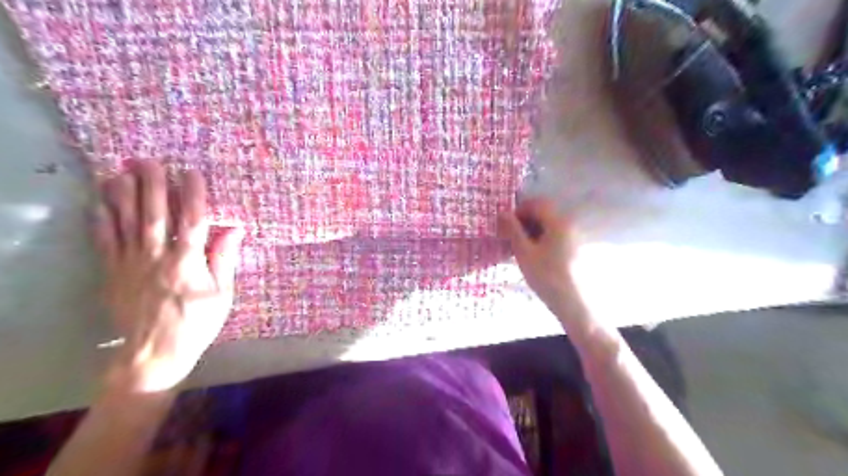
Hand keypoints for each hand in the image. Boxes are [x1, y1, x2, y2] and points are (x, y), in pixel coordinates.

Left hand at [95, 162, 242, 392]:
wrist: (155, 353)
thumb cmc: (198, 322)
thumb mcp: (222, 294)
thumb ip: (225, 259)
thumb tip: (234, 229)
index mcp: (188, 262)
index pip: (193, 221)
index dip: (193, 195)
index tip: (192, 173)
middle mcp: (157, 257)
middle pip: (155, 215)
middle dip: (152, 186)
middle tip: (148, 160)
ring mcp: (131, 264)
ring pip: (126, 223)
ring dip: (124, 195)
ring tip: (121, 171)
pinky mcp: (113, 274)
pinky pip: (106, 242)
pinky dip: (102, 221)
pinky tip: (100, 203)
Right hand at [498, 197, 579, 313]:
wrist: (572, 303)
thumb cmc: (546, 276)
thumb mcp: (524, 253)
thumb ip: (513, 230)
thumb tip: (502, 212)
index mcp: (558, 222)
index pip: (536, 204)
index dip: (519, 210)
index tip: (505, 225)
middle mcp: (569, 225)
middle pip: (544, 213)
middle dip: (524, 221)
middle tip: (509, 237)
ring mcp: (573, 237)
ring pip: (548, 226)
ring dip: (531, 231)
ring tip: (519, 249)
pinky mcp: (574, 249)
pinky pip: (554, 236)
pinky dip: (541, 240)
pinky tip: (532, 255)